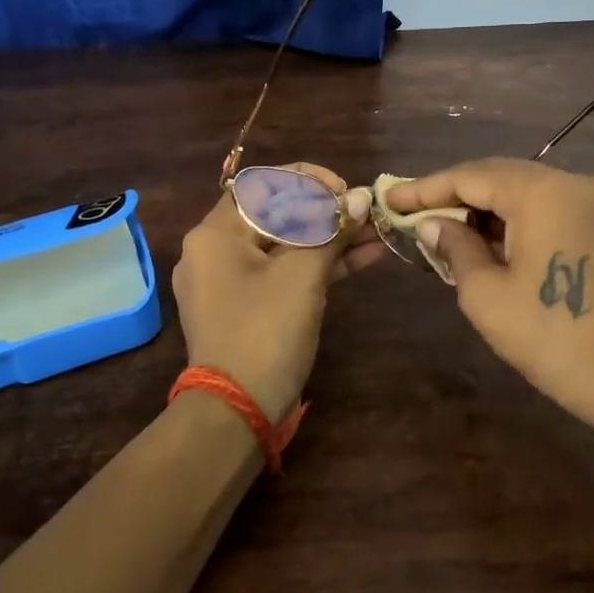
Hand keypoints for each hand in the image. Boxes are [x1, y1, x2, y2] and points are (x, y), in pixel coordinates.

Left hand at [173, 164, 379, 422]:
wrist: (237, 411)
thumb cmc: (264, 331)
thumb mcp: (302, 275)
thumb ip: (331, 231)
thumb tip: (362, 200)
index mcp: (215, 234)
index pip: (263, 185)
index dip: (309, 181)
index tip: (345, 191)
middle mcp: (216, 251)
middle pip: (277, 215)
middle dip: (327, 211)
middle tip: (368, 211)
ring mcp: (232, 282)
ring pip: (287, 246)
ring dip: (331, 238)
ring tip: (378, 231)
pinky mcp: (250, 308)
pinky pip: (286, 274)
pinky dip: (321, 265)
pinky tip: (365, 256)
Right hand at [385, 160, 593, 429]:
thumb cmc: (549, 336)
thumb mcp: (485, 294)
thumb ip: (454, 246)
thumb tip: (432, 223)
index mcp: (542, 192)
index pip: (471, 177)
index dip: (426, 187)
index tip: (390, 198)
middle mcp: (571, 183)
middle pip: (498, 176)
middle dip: (452, 194)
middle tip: (410, 211)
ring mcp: (592, 201)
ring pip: (521, 190)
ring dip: (481, 207)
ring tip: (439, 227)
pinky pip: (544, 207)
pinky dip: (510, 219)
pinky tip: (481, 238)